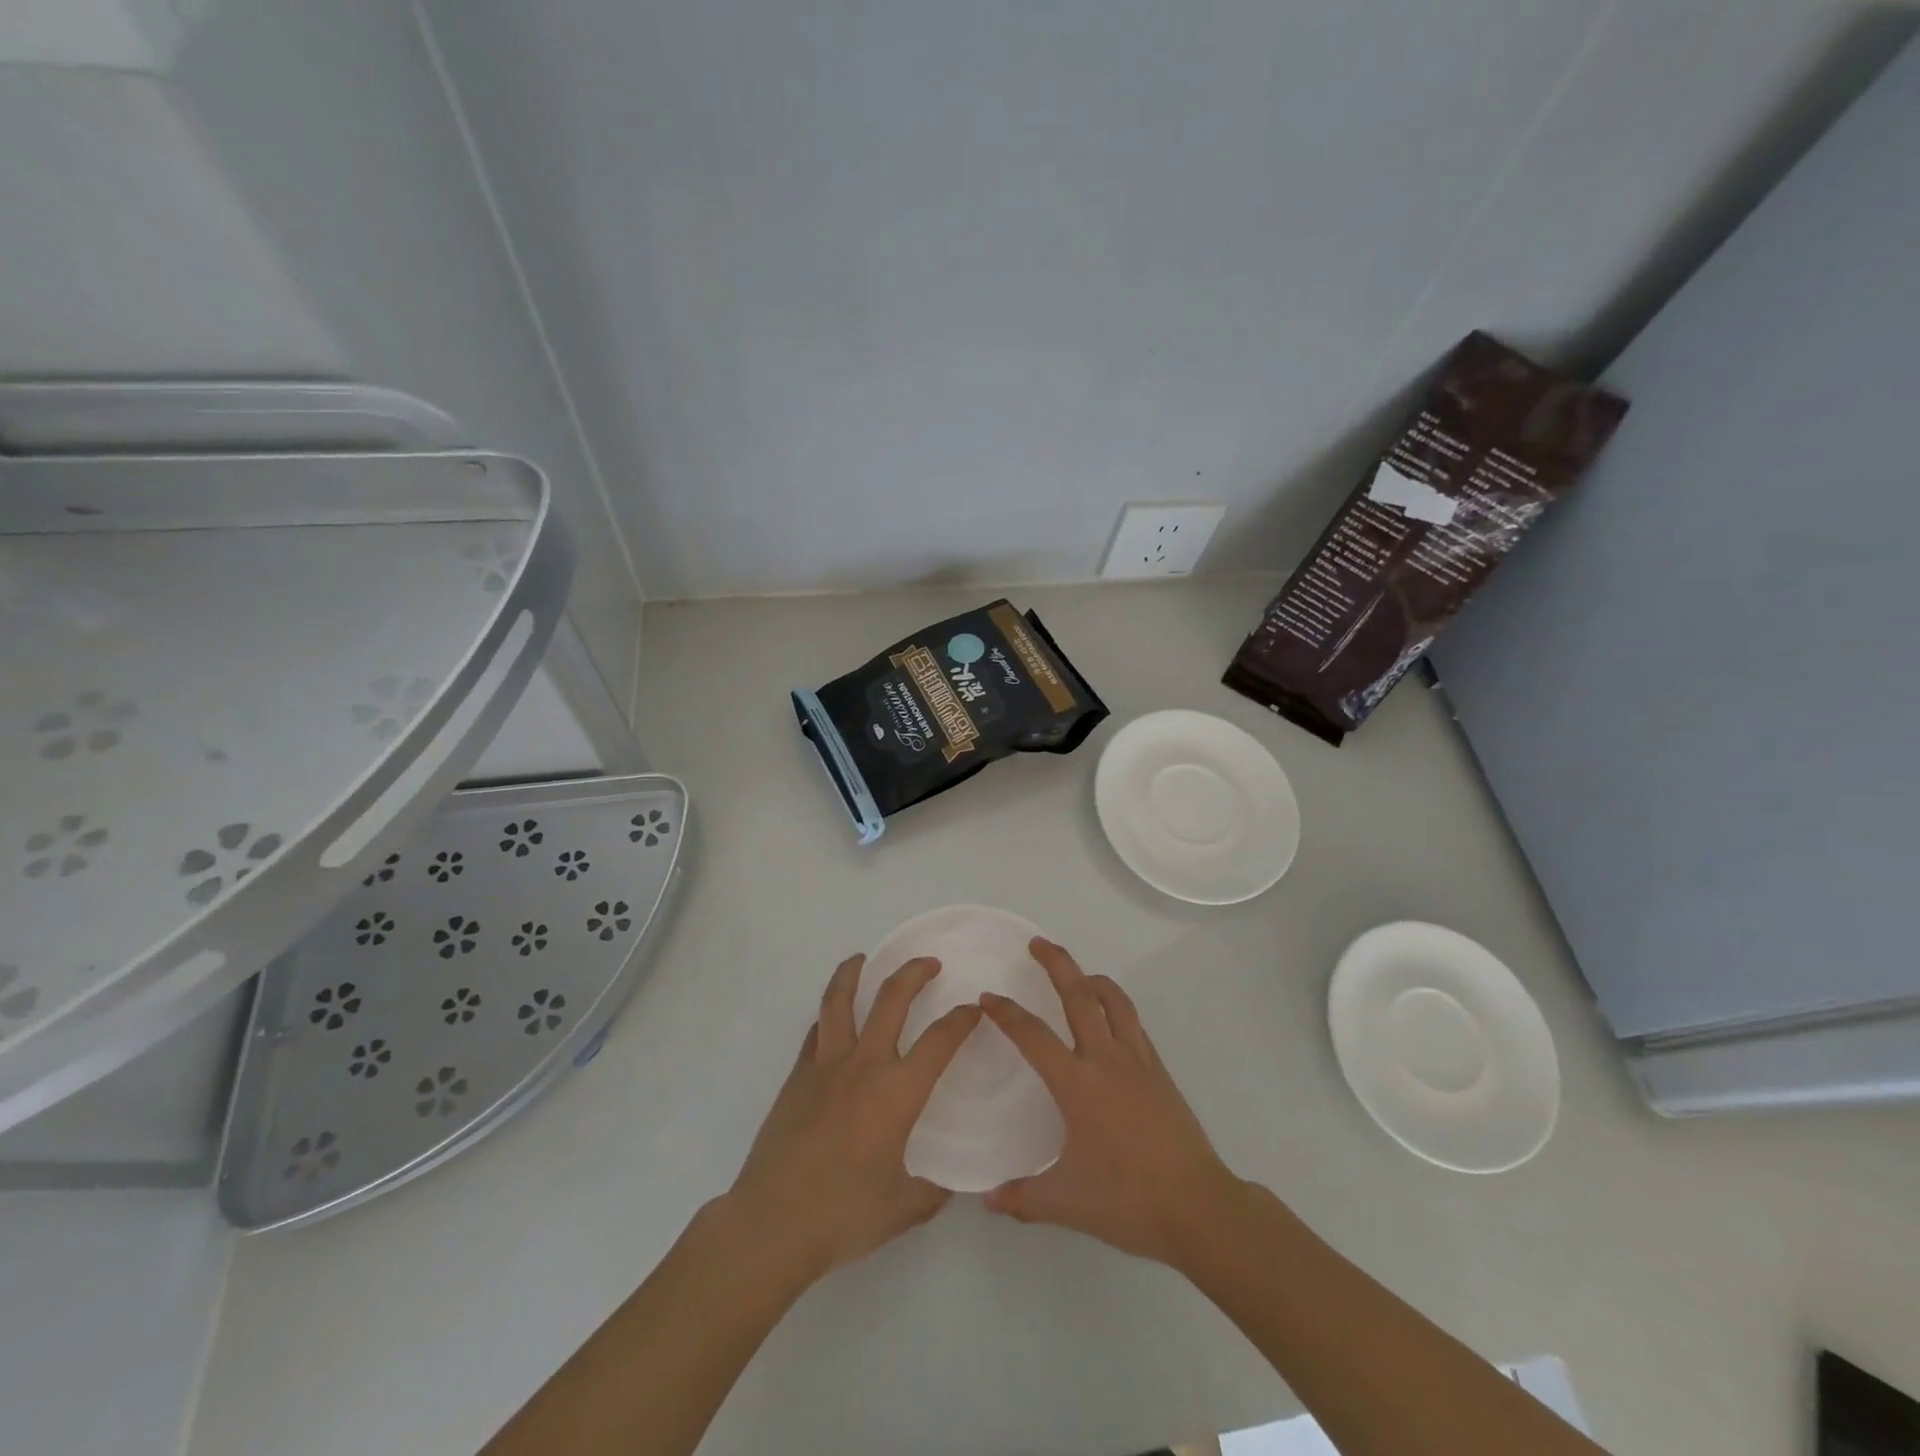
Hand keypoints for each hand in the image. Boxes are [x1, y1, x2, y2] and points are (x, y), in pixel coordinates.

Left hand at [723, 954, 981, 1282]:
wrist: (771, 1223)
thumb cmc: (842, 1215)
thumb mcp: (901, 1210)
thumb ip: (930, 1192)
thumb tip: (949, 1185)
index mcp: (897, 1092)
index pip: (940, 1042)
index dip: (961, 1020)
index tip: (973, 1008)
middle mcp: (864, 1066)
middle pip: (891, 1000)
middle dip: (914, 973)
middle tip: (929, 963)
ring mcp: (825, 1067)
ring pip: (840, 1002)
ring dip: (853, 973)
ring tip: (861, 958)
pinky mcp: (796, 1078)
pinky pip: (816, 1032)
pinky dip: (827, 1016)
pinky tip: (831, 1018)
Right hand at [980, 938, 1245, 1265]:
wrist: (1198, 1206)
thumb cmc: (1128, 1201)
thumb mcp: (1067, 1203)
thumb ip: (1023, 1198)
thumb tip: (986, 1200)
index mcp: (1078, 1084)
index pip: (1033, 1036)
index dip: (1007, 1013)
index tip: (988, 998)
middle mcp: (1106, 1060)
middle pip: (1079, 995)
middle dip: (1056, 963)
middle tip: (1037, 943)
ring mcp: (1138, 1061)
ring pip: (1114, 1001)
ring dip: (1092, 978)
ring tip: (1078, 972)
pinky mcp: (1160, 1071)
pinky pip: (1133, 1024)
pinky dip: (1116, 1007)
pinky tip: (1110, 1017)